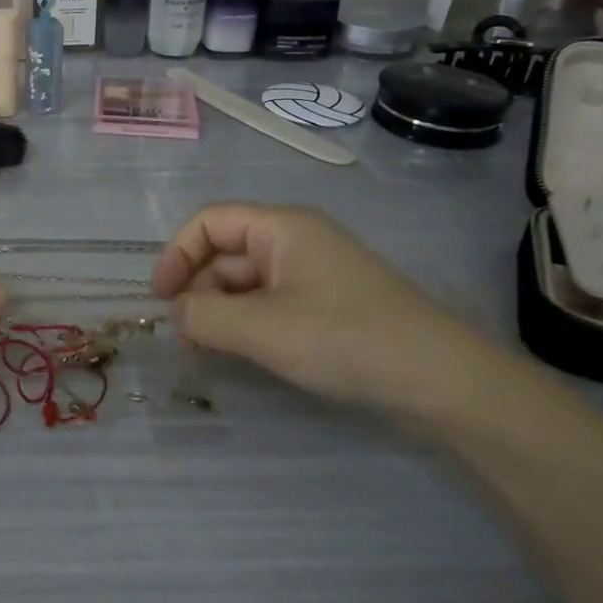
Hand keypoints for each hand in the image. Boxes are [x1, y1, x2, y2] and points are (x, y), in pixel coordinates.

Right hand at [151, 203, 514, 418]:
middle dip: (199, 291)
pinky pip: (273, 302)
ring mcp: (315, 272)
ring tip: (212, 353)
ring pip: (248, 282)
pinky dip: (250, 323)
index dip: (176, 255)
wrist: (441, 380)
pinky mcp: (329, 303)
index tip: (161, 300)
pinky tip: (246, 354)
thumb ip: (204, 318)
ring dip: (223, 312)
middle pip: (226, 253)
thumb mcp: (262, 330)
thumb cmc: (344, 338)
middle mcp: (296, 239)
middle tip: (186, 339)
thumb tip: (176, 314)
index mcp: (280, 227)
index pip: (208, 222)